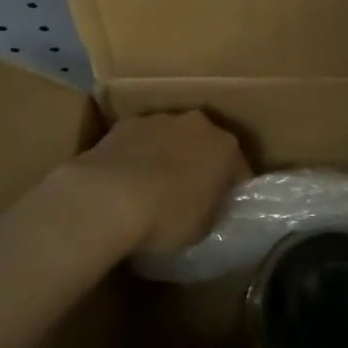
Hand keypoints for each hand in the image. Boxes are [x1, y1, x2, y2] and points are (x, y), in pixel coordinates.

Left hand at [69, 111, 249, 254]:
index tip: (222, 208)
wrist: (108, 198)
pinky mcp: (124, 123)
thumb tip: (206, 206)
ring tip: (153, 187)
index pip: (239, 169)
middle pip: (205, 144)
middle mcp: (197, 124)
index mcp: (226, 147)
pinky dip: (138, 154)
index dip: (232, 190)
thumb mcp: (203, 228)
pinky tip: (126, 180)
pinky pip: (140, 140)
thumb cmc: (166, 217)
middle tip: (190, 194)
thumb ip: (212, 210)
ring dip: (168, 155)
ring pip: (171, 137)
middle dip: (201, 164)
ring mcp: (159, 119)